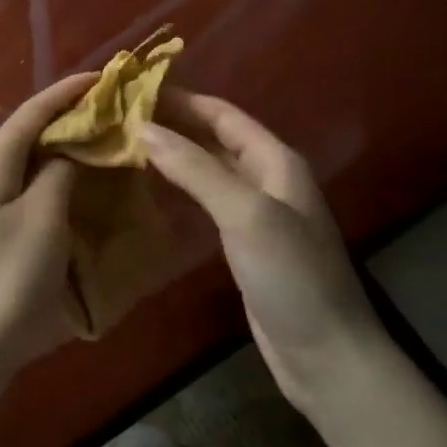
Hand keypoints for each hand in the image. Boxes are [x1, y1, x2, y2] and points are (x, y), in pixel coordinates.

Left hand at [0, 73, 96, 398]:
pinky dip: (55, 179)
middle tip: (115, 114)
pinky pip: (27, 188)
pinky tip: (79, 190)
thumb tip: (70, 147)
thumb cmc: (5, 280)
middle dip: (71, 117)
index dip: (70, 90)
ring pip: (30, 161)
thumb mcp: (43, 218)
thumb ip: (60, 171)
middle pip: (31, 131)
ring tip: (105, 145)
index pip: (35, 108)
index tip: (108, 78)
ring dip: (65, 149)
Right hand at [142, 89, 386, 419]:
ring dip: (173, 152)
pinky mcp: (243, 242)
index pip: (222, 114)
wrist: (326, 356)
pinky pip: (207, 199)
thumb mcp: (245, 214)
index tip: (134, 90)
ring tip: (126, 142)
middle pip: (214, 137)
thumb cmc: (291, 275)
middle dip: (173, 123)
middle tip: (120, 117)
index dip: (181, 99)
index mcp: (275, 160)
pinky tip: (152, 185)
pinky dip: (180, 185)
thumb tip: (143, 128)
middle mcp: (266, 177)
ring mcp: (256, 211)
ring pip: (208, 167)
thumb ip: (195, 169)